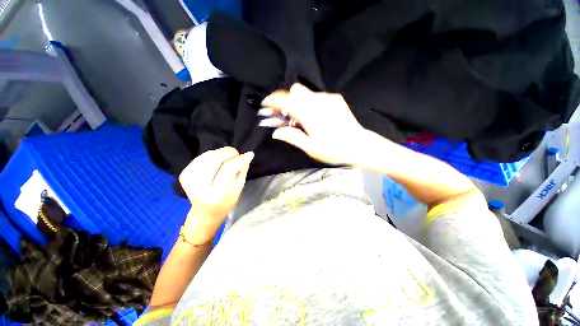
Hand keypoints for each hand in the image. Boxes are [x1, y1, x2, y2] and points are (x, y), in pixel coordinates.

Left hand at [179, 147, 253, 243]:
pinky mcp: (184, 173)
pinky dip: (212, 155)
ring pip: (208, 155)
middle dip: (229, 152)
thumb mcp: (238, 190)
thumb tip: (247, 155)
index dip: (240, 159)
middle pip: (215, 158)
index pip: (228, 169)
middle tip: (237, 155)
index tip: (250, 154)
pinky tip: (217, 161)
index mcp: (215, 194)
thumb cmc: (225, 203)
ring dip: (221, 153)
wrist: (205, 213)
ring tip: (228, 159)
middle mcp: (199, 186)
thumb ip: (242, 171)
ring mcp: (188, 178)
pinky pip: (202, 157)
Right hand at [262, 83, 366, 164]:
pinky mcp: (336, 98)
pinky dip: (310, 103)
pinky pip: (317, 96)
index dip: (273, 100)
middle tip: (286, 116)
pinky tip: (316, 116)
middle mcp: (318, 101)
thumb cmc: (334, 150)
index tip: (266, 104)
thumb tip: (276, 132)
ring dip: (298, 102)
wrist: (359, 145)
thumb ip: (292, 137)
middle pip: (295, 90)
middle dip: (286, 100)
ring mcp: (328, 98)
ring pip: (306, 92)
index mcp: (309, 115)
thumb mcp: (310, 148)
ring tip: (301, 118)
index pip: (286, 100)